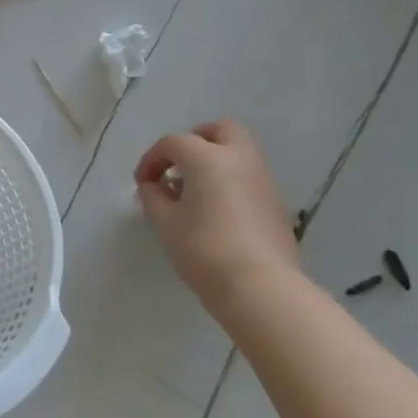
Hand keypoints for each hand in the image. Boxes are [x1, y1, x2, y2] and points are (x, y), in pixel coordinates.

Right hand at [134, 120, 299, 315]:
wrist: (259, 287)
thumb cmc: (204, 250)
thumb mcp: (166, 224)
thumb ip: (153, 198)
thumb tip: (152, 186)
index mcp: (209, 158)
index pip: (174, 143)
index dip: (152, 159)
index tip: (142, 183)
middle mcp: (240, 159)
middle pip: (219, 131)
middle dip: (195, 141)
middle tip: (178, 166)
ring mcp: (263, 180)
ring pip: (238, 152)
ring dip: (215, 161)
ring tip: (195, 192)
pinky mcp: (276, 203)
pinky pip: (249, 177)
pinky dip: (231, 181)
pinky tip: (217, 211)